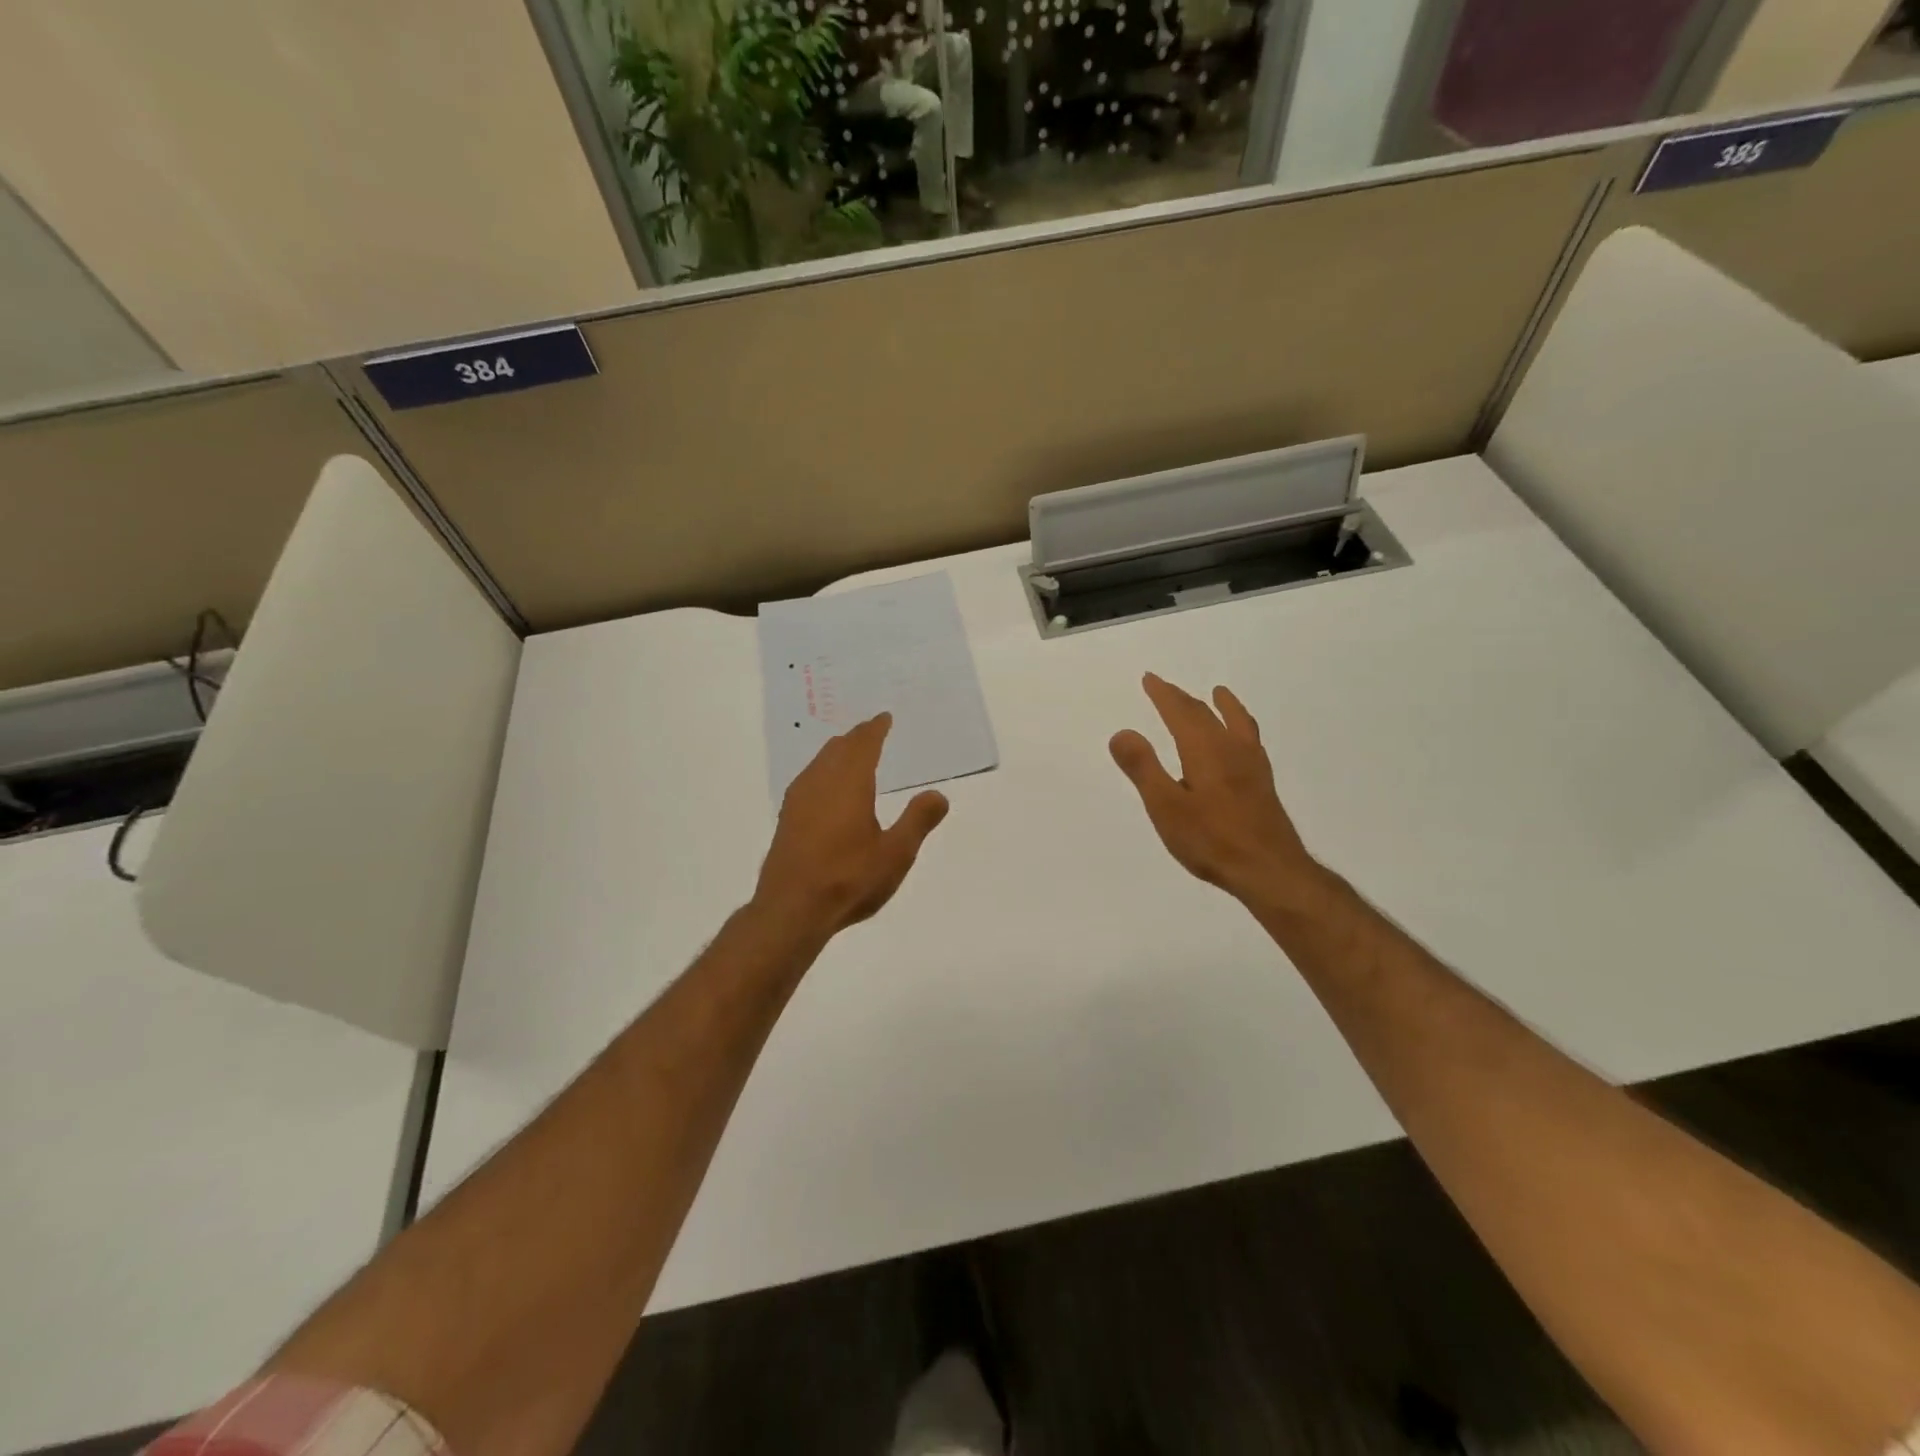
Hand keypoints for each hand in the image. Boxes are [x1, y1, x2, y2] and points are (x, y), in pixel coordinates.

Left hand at [754, 713, 949, 941]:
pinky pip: (808, 780)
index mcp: (849, 784)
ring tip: (849, 754)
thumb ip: (918, 821)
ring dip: (836, 753)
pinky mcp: (786, 819)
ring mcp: (798, 800)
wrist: (791, 909)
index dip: (875, 729)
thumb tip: (938, 795)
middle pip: (838, 749)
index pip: (863, 745)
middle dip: (856, 737)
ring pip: (819, 763)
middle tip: (870, 731)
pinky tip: (824, 789)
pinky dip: (822, 771)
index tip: (884, 718)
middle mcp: (820, 783)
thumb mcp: (896, 853)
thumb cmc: (849, 878)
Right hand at [1109, 674, 1323, 909]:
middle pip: (1206, 714)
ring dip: (1221, 706)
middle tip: (1166, 687)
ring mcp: (1251, 765)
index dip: (1163, 695)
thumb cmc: (1211, 840)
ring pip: (1235, 723)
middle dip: (1183, 699)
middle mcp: (1230, 749)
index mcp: (1204, 750)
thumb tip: (1122, 732)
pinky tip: (1243, 741)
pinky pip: (1250, 740)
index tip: (1149, 679)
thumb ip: (1143, 768)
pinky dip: (1242, 726)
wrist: (1269, 870)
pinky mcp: (1262, 784)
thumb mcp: (1166, 807)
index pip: (1180, 712)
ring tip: (1220, 693)